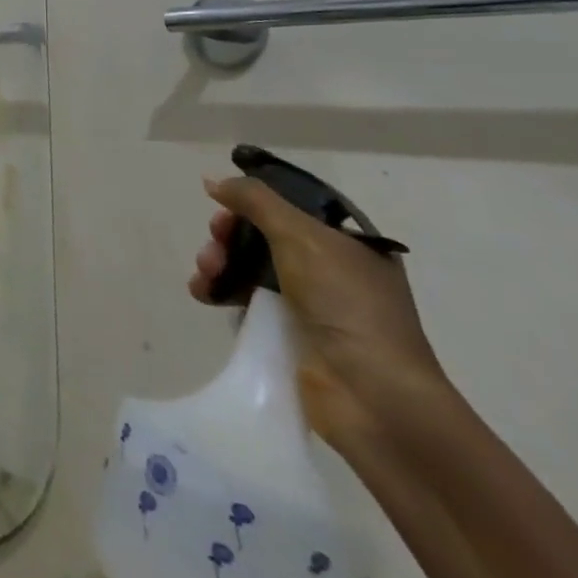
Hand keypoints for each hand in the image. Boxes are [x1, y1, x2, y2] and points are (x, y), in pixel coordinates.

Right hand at [190, 175, 449, 450]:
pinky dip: (222, 293)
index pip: (291, 208)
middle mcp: (334, 272)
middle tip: (214, 244)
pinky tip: (205, 294)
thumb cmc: (346, 304)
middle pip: (263, 237)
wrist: (373, 396)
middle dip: (229, 236)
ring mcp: (313, 307)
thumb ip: (255, 201)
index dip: (253, 204)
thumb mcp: (301, 236)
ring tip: (204, 276)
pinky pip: (247, 303)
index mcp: (350, 245)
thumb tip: (214, 181)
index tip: (224, 208)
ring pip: (250, 269)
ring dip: (219, 264)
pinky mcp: (291, 337)